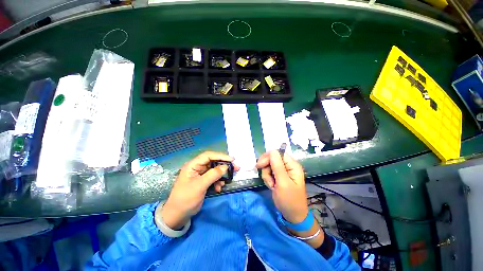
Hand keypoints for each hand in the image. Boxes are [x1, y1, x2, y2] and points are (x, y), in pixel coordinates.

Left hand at [156, 151, 237, 229]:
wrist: (178, 215)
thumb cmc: (186, 199)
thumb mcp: (199, 186)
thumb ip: (213, 175)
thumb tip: (225, 167)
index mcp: (193, 165)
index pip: (208, 155)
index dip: (220, 156)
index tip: (232, 160)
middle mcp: (197, 167)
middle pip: (213, 162)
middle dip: (224, 165)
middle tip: (235, 168)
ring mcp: (201, 174)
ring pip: (215, 170)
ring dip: (222, 175)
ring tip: (228, 180)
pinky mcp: (204, 181)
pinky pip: (214, 177)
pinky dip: (218, 181)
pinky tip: (219, 188)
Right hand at [256, 151, 307, 223]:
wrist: (292, 215)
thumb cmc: (289, 200)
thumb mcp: (283, 183)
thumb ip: (277, 166)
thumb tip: (272, 151)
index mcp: (292, 165)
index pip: (277, 153)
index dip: (268, 157)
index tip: (259, 165)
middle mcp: (288, 166)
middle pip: (272, 159)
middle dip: (266, 168)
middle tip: (267, 178)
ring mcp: (283, 171)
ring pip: (268, 166)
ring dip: (267, 175)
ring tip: (272, 185)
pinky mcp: (278, 176)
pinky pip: (269, 172)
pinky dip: (268, 179)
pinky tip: (272, 186)